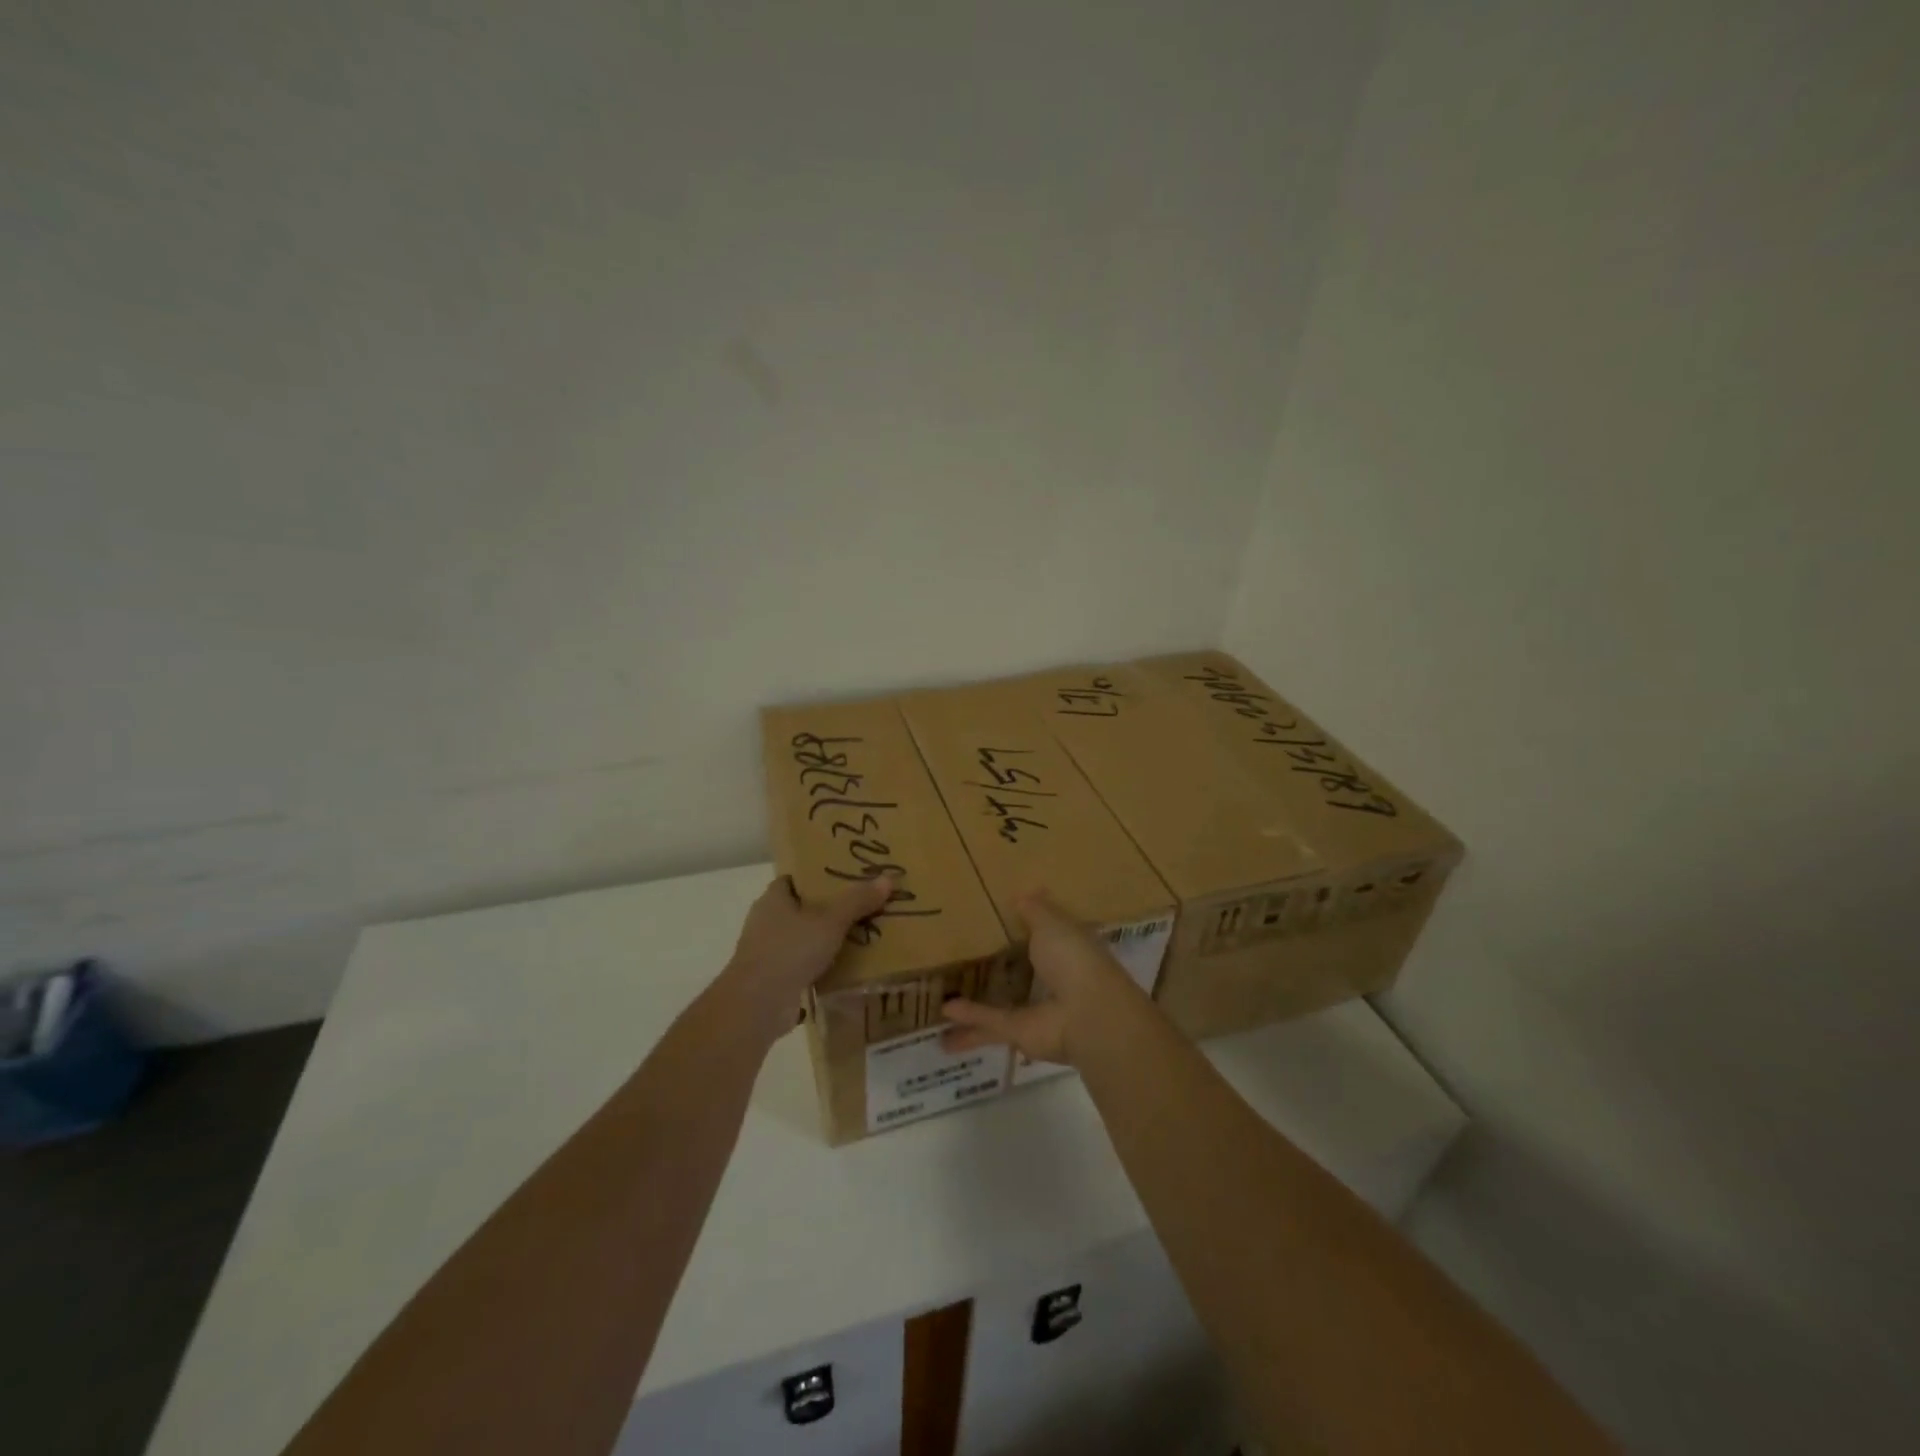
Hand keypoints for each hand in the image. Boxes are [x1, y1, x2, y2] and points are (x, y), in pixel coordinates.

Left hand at [722, 875, 894, 1045]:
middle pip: (801, 909)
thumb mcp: (830, 921)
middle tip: (861, 908)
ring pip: (801, 939)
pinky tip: (843, 969)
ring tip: (859, 937)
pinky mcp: (772, 979)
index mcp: (773, 899)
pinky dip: (819, 966)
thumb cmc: (789, 951)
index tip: (846, 880)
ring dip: (823, 940)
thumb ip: (857, 901)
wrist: (756, 1005)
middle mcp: (765, 921)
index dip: (818, 878)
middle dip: (828, 910)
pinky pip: (801, 965)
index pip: (795, 879)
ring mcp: (766, 952)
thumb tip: (887, 879)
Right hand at [941, 890, 1132, 1067]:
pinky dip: (969, 1017)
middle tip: (964, 958)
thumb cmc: (1074, 959)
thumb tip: (1023, 892)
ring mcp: (1036, 1009)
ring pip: (1001, 1003)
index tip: (1001, 918)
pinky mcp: (1020, 1033)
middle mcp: (1052, 980)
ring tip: (944, 997)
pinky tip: (943, 1012)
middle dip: (999, 968)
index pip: (1045, 935)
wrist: (1088, 1015)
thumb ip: (1035, 910)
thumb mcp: (1053, 924)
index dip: (1027, 927)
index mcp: (1066, 950)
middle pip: (1021, 972)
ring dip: (976, 1003)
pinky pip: (990, 1021)